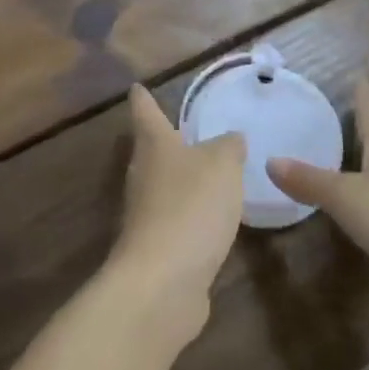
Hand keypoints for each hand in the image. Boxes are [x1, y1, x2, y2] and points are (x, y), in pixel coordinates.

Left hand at [110, 85, 245, 337]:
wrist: (163, 282)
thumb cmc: (191, 207)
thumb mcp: (222, 165)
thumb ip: (229, 147)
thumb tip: (231, 139)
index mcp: (155, 145)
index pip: (145, 112)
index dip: (143, 98)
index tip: (137, 87)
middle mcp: (143, 175)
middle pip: (150, 150)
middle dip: (165, 140)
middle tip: (184, 130)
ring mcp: (145, 215)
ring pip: (162, 186)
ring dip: (180, 181)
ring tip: (206, 173)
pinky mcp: (156, 249)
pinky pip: (174, 221)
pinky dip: (189, 216)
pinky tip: (209, 221)